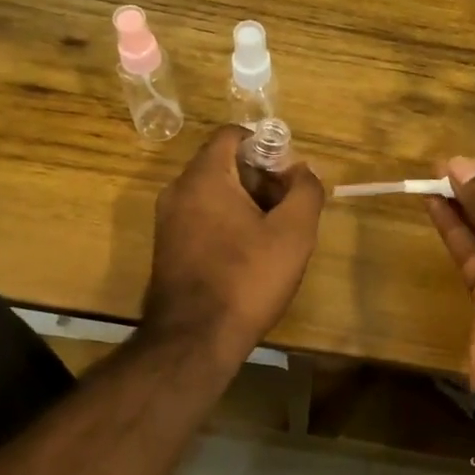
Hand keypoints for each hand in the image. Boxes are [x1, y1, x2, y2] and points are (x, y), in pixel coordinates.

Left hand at [142, 126, 325, 362]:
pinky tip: (251, 255)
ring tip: (275, 234)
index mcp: (204, 177)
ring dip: (247, 203)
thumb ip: (306, 191)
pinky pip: (203, 218)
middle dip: (261, 178)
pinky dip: (228, 223)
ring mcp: (168, 221)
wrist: (195, 339)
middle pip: (224, 164)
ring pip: (214, 193)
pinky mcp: (168, 248)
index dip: (267, 145)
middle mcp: (178, 191)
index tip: (290, 174)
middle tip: (289, 207)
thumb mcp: (293, 233)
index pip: (233, 135)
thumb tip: (302, 171)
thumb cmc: (247, 278)